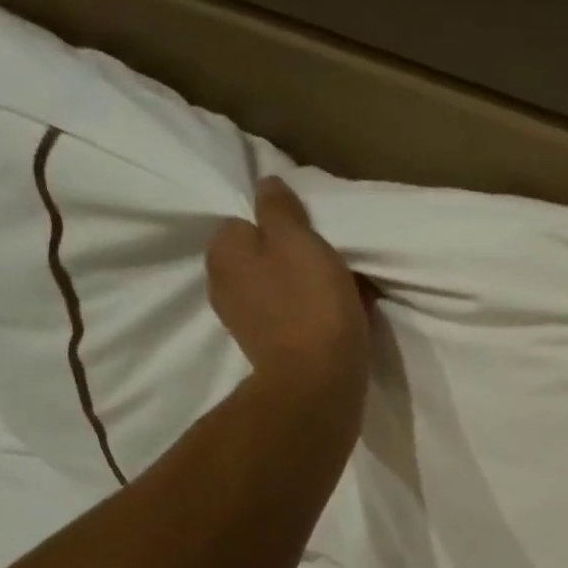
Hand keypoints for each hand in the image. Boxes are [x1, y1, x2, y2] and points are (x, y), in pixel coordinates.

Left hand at [206, 175, 370, 413]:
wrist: (319, 383)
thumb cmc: (310, 305)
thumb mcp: (298, 241)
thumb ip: (279, 209)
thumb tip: (265, 184)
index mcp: (225, 253)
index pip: (248, 218)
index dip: (283, 222)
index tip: (314, 232)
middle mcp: (225, 285)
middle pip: (266, 254)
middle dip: (296, 255)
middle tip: (333, 259)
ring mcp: (246, 320)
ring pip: (282, 285)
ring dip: (309, 284)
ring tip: (342, 289)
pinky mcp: (271, 347)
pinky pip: (294, 313)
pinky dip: (313, 311)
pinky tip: (339, 315)